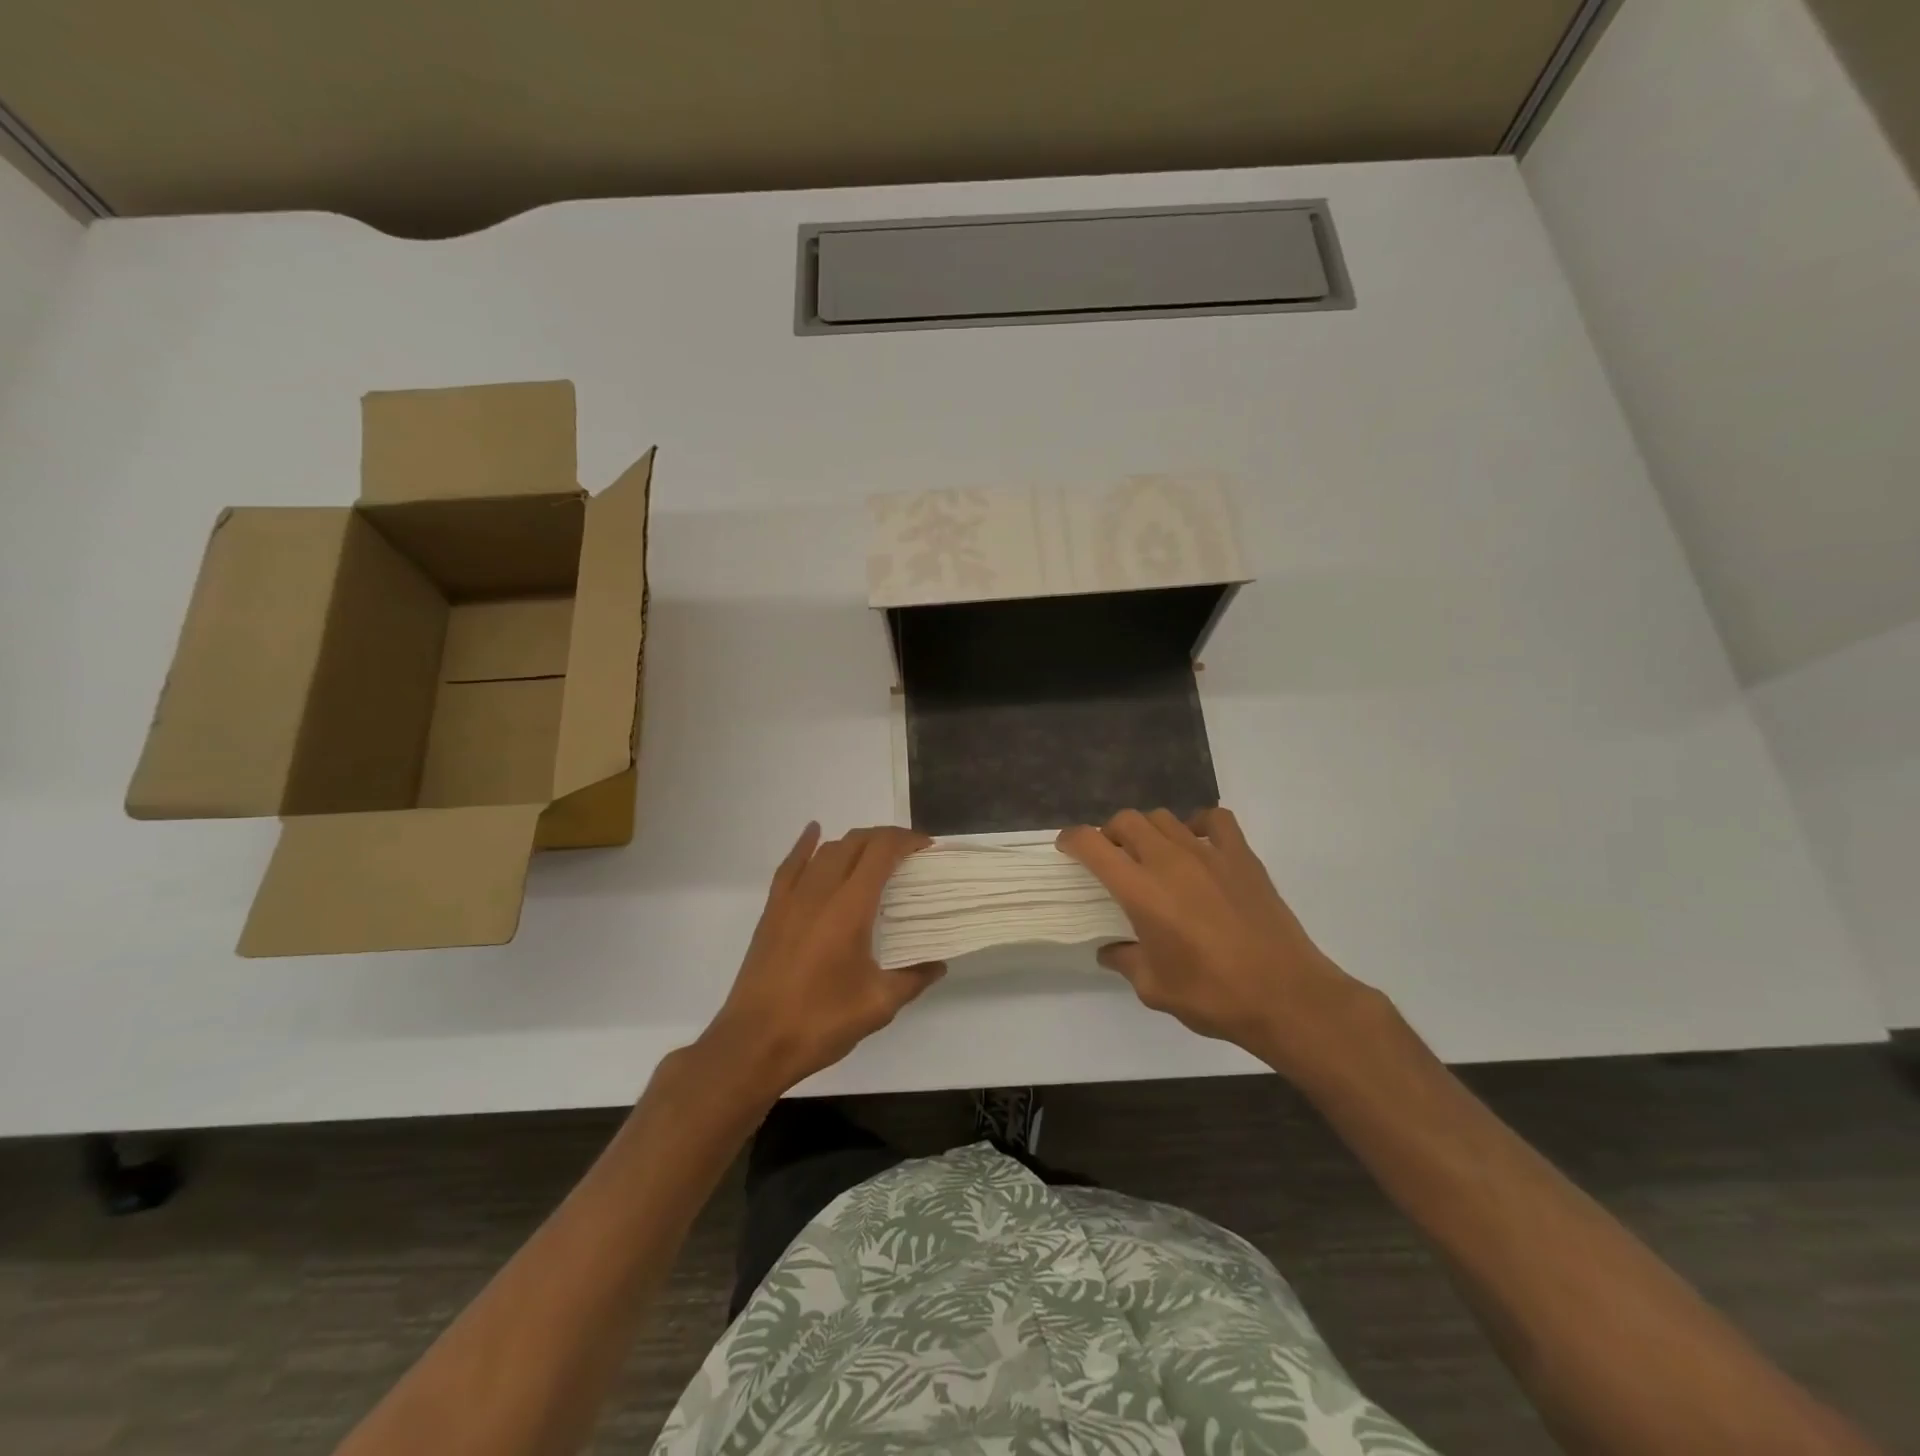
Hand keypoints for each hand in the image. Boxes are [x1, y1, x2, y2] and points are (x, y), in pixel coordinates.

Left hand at [700, 823, 944, 1095]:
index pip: (881, 852)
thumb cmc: (820, 1022)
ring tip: (874, 855)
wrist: (754, 1043)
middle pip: (855, 843)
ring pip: (826, 851)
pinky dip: (806, 845)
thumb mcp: (878, 1005)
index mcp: (850, 908)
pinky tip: (814, 833)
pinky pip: (790, 865)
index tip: (926, 847)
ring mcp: (791, 899)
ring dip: (853, 843)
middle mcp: (820, 892)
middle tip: (908, 853)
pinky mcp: (772, 911)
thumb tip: (938, 965)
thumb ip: (912, 979)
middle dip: (885, 838)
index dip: (906, 840)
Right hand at [1057, 808, 1374, 1076]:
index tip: (1066, 847)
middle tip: (1112, 859)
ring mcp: (1209, 853)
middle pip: (1127, 820)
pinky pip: (1215, 819)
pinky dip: (1198, 824)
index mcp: (1140, 890)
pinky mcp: (1242, 856)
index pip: (1093, 845)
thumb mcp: (1154, 988)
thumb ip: (1125, 961)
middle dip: (1110, 833)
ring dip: (1148, 830)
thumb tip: (1110, 950)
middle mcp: (1169, 860)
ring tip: (1152, 855)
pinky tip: (1197, 846)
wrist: (1286, 996)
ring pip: (1164, 817)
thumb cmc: (1213, 995)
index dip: (1073, 840)